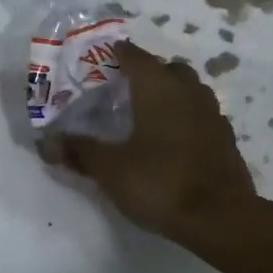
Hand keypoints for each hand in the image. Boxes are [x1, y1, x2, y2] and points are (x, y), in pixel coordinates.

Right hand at [47, 41, 258, 251]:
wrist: (222, 220)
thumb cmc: (160, 183)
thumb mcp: (110, 169)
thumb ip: (79, 151)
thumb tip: (46, 142)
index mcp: (158, 89)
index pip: (135, 57)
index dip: (119, 53)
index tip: (105, 54)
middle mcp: (188, 93)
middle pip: (169, 69)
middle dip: (149, 71)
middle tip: (126, 85)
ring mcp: (212, 116)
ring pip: (191, 89)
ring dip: (173, 92)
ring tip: (151, 109)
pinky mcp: (226, 140)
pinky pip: (203, 115)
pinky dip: (188, 117)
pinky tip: (176, 137)